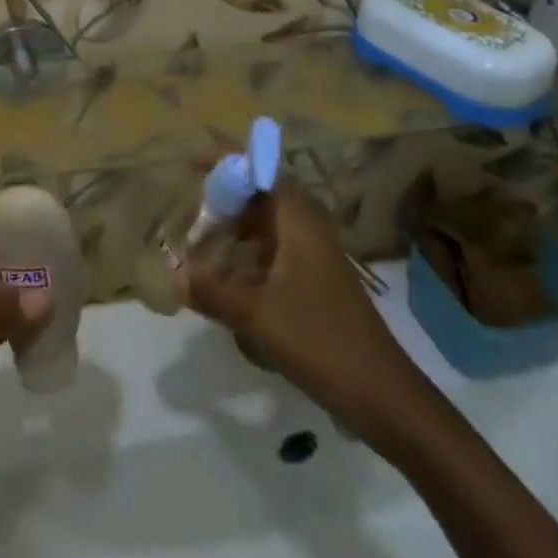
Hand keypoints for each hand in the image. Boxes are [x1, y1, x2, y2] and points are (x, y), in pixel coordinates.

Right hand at [180, 183, 418, 434]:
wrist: (382, 395)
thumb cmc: (319, 340)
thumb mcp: (257, 315)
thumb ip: (213, 291)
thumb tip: (175, 277)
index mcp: (299, 220)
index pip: (261, 171)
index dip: (226, 162)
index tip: (192, 165)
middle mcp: (309, 227)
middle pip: (263, 195)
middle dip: (227, 198)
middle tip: (194, 211)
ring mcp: (317, 255)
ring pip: (270, 225)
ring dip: (238, 228)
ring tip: (205, 244)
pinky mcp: (319, 281)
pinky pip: (278, 250)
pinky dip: (251, 254)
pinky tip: (231, 280)